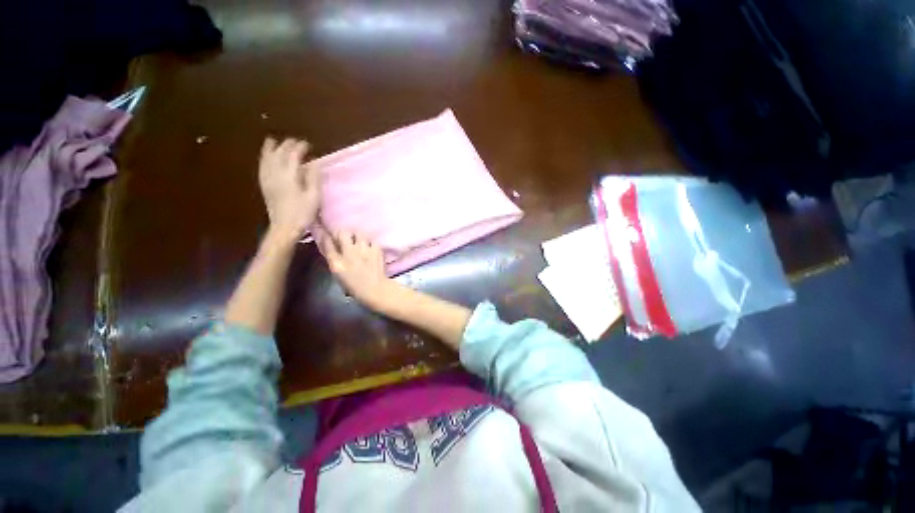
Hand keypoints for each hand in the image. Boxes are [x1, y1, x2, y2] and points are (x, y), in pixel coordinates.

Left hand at [259, 137, 320, 242]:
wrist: (284, 227)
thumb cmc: (302, 213)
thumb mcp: (314, 196)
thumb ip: (314, 178)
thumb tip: (314, 163)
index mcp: (289, 176)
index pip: (293, 155)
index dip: (300, 147)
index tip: (307, 144)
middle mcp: (275, 174)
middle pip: (279, 154)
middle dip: (287, 145)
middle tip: (296, 142)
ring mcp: (267, 179)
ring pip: (267, 158)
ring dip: (271, 148)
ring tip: (273, 141)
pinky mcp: (264, 185)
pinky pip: (262, 167)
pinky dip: (264, 158)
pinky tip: (265, 157)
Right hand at [322, 232, 396, 311]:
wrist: (375, 289)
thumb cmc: (354, 285)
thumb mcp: (338, 273)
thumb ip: (332, 257)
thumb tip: (328, 242)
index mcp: (336, 262)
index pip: (327, 242)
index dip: (326, 236)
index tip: (327, 234)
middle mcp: (349, 253)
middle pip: (343, 233)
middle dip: (343, 234)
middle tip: (346, 239)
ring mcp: (364, 250)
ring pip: (359, 234)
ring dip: (357, 237)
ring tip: (359, 243)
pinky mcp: (377, 250)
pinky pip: (371, 240)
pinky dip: (370, 243)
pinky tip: (370, 248)